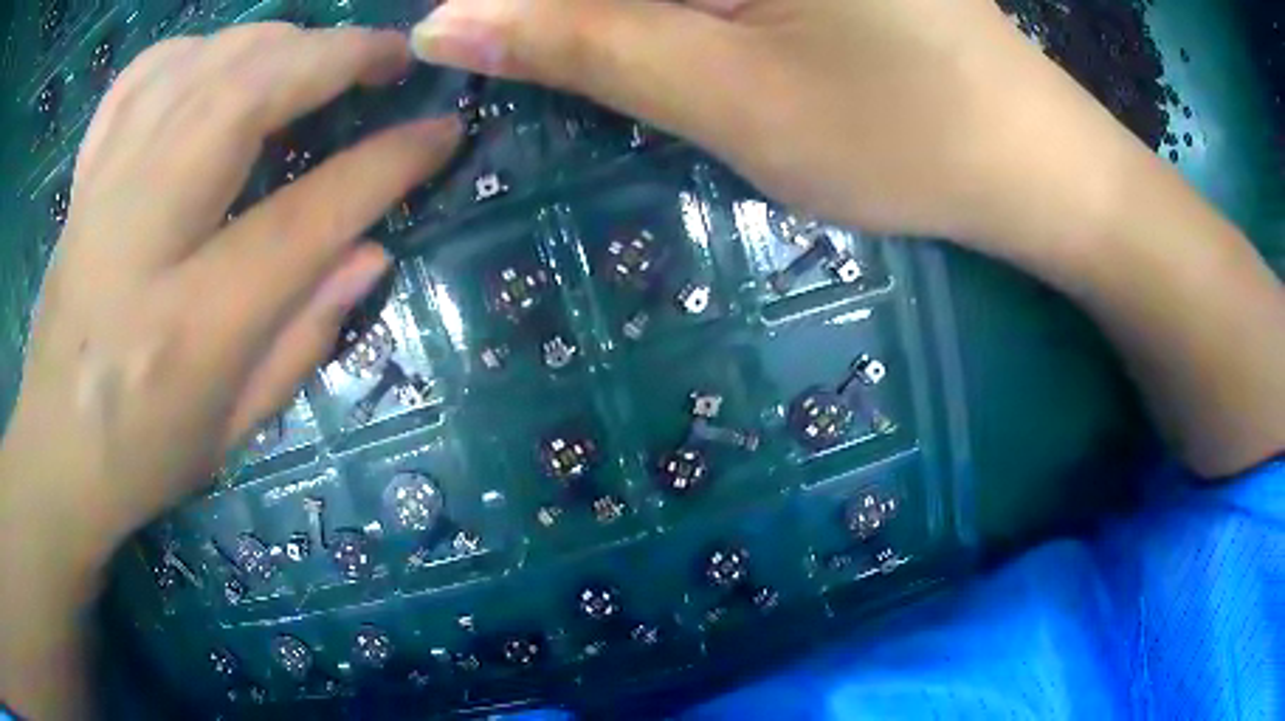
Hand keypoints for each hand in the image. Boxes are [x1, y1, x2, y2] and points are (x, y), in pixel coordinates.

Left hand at [0, 24, 459, 576]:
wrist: (55, 453)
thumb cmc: (144, 456)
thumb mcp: (235, 428)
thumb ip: (305, 337)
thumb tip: (372, 252)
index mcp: (191, 325)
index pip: (305, 217)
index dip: (386, 163)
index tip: (441, 131)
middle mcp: (143, 235)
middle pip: (246, 98)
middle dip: (335, 57)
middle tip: (391, 56)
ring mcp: (105, 192)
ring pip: (201, 66)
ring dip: (276, 42)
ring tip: (318, 54)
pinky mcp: (86, 178)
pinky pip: (143, 76)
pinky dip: (194, 49)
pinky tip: (221, 61)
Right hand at [408, 0, 1139, 254]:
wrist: (1031, 164)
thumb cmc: (902, 138)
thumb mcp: (723, 95)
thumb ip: (575, 42)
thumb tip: (444, 23)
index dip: (507, 0)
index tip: (466, 37)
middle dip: (567, 10)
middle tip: (558, 57)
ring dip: (616, 12)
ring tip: (674, 74)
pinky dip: (673, 9)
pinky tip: (682, 39)